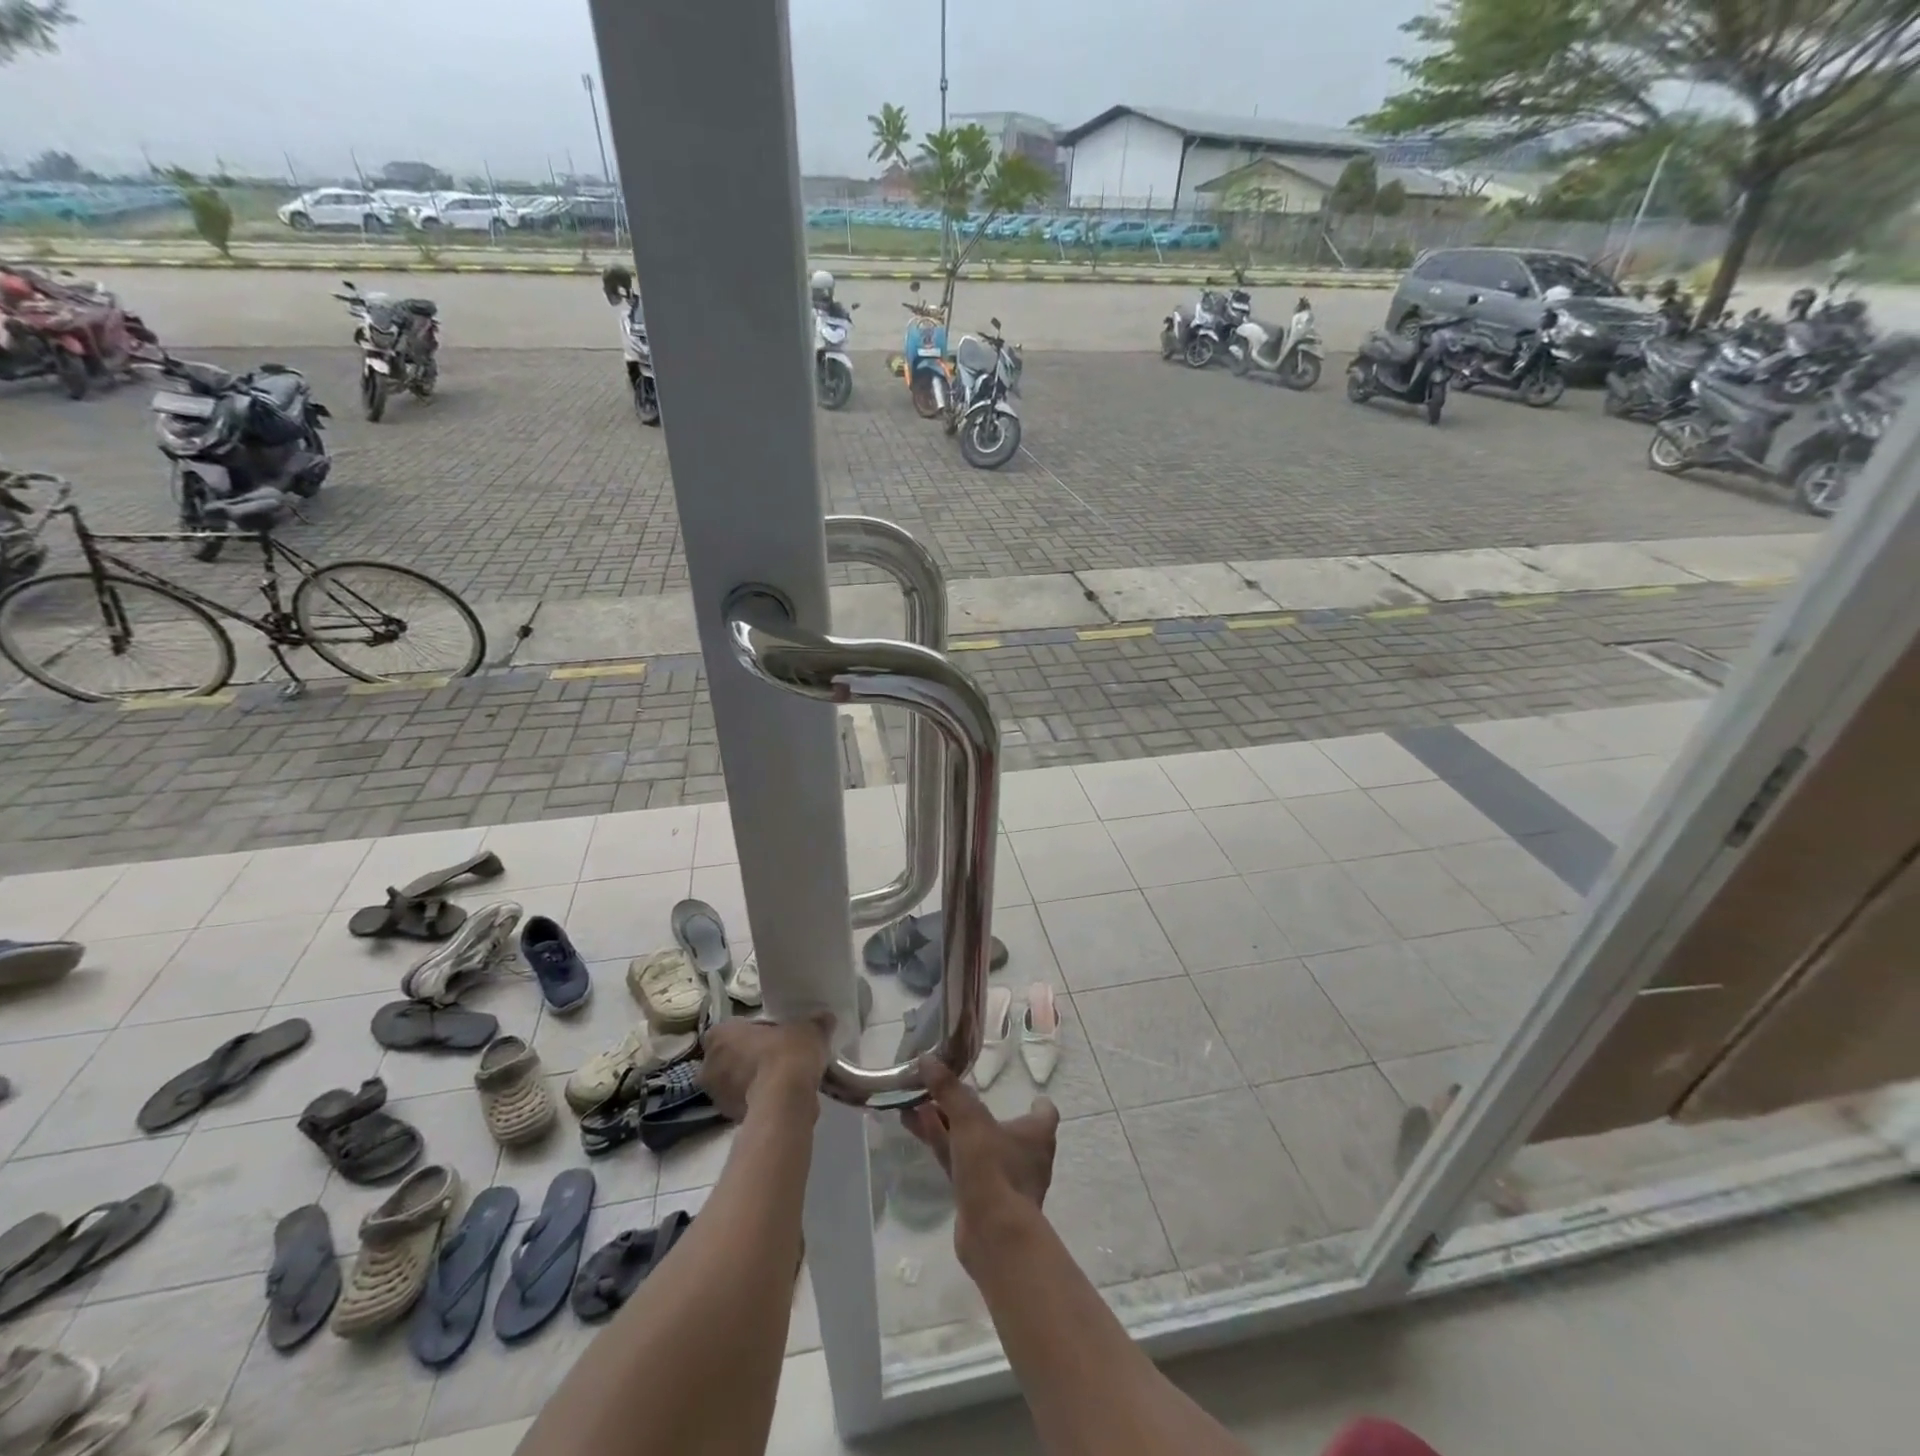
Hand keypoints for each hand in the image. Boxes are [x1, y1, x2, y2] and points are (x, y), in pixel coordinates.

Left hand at [699, 1015, 833, 1121]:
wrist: (785, 1102)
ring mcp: (717, 1097)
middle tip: (777, 1056)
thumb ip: (815, 1023)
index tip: (772, 1035)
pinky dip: (760, 1100)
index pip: (729, 1029)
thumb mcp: (809, 1029)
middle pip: (729, 1057)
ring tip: (784, 1079)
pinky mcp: (730, 1120)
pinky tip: (783, 1097)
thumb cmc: (787, 1054)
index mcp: (719, 1036)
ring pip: (735, 1082)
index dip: (750, 1032)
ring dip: (753, 1081)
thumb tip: (824, 1019)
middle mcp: (709, 1066)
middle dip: (748, 1058)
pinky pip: (746, 1103)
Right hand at [903, 1054, 1058, 1266]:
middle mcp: (1023, 1155)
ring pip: (971, 1143)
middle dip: (969, 1108)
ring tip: (917, 1103)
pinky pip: (957, 1161)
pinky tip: (916, 1127)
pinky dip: (940, 1143)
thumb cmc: (994, 1169)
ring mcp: (1001, 1179)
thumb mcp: (970, 1121)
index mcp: (1036, 1134)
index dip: (1036, 1104)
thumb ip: (949, 1090)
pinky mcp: (979, 1197)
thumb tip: (927, 1058)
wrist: (994, 1236)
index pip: (1044, 1113)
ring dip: (946, 1123)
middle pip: (998, 1125)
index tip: (1026, 1094)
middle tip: (944, 1089)